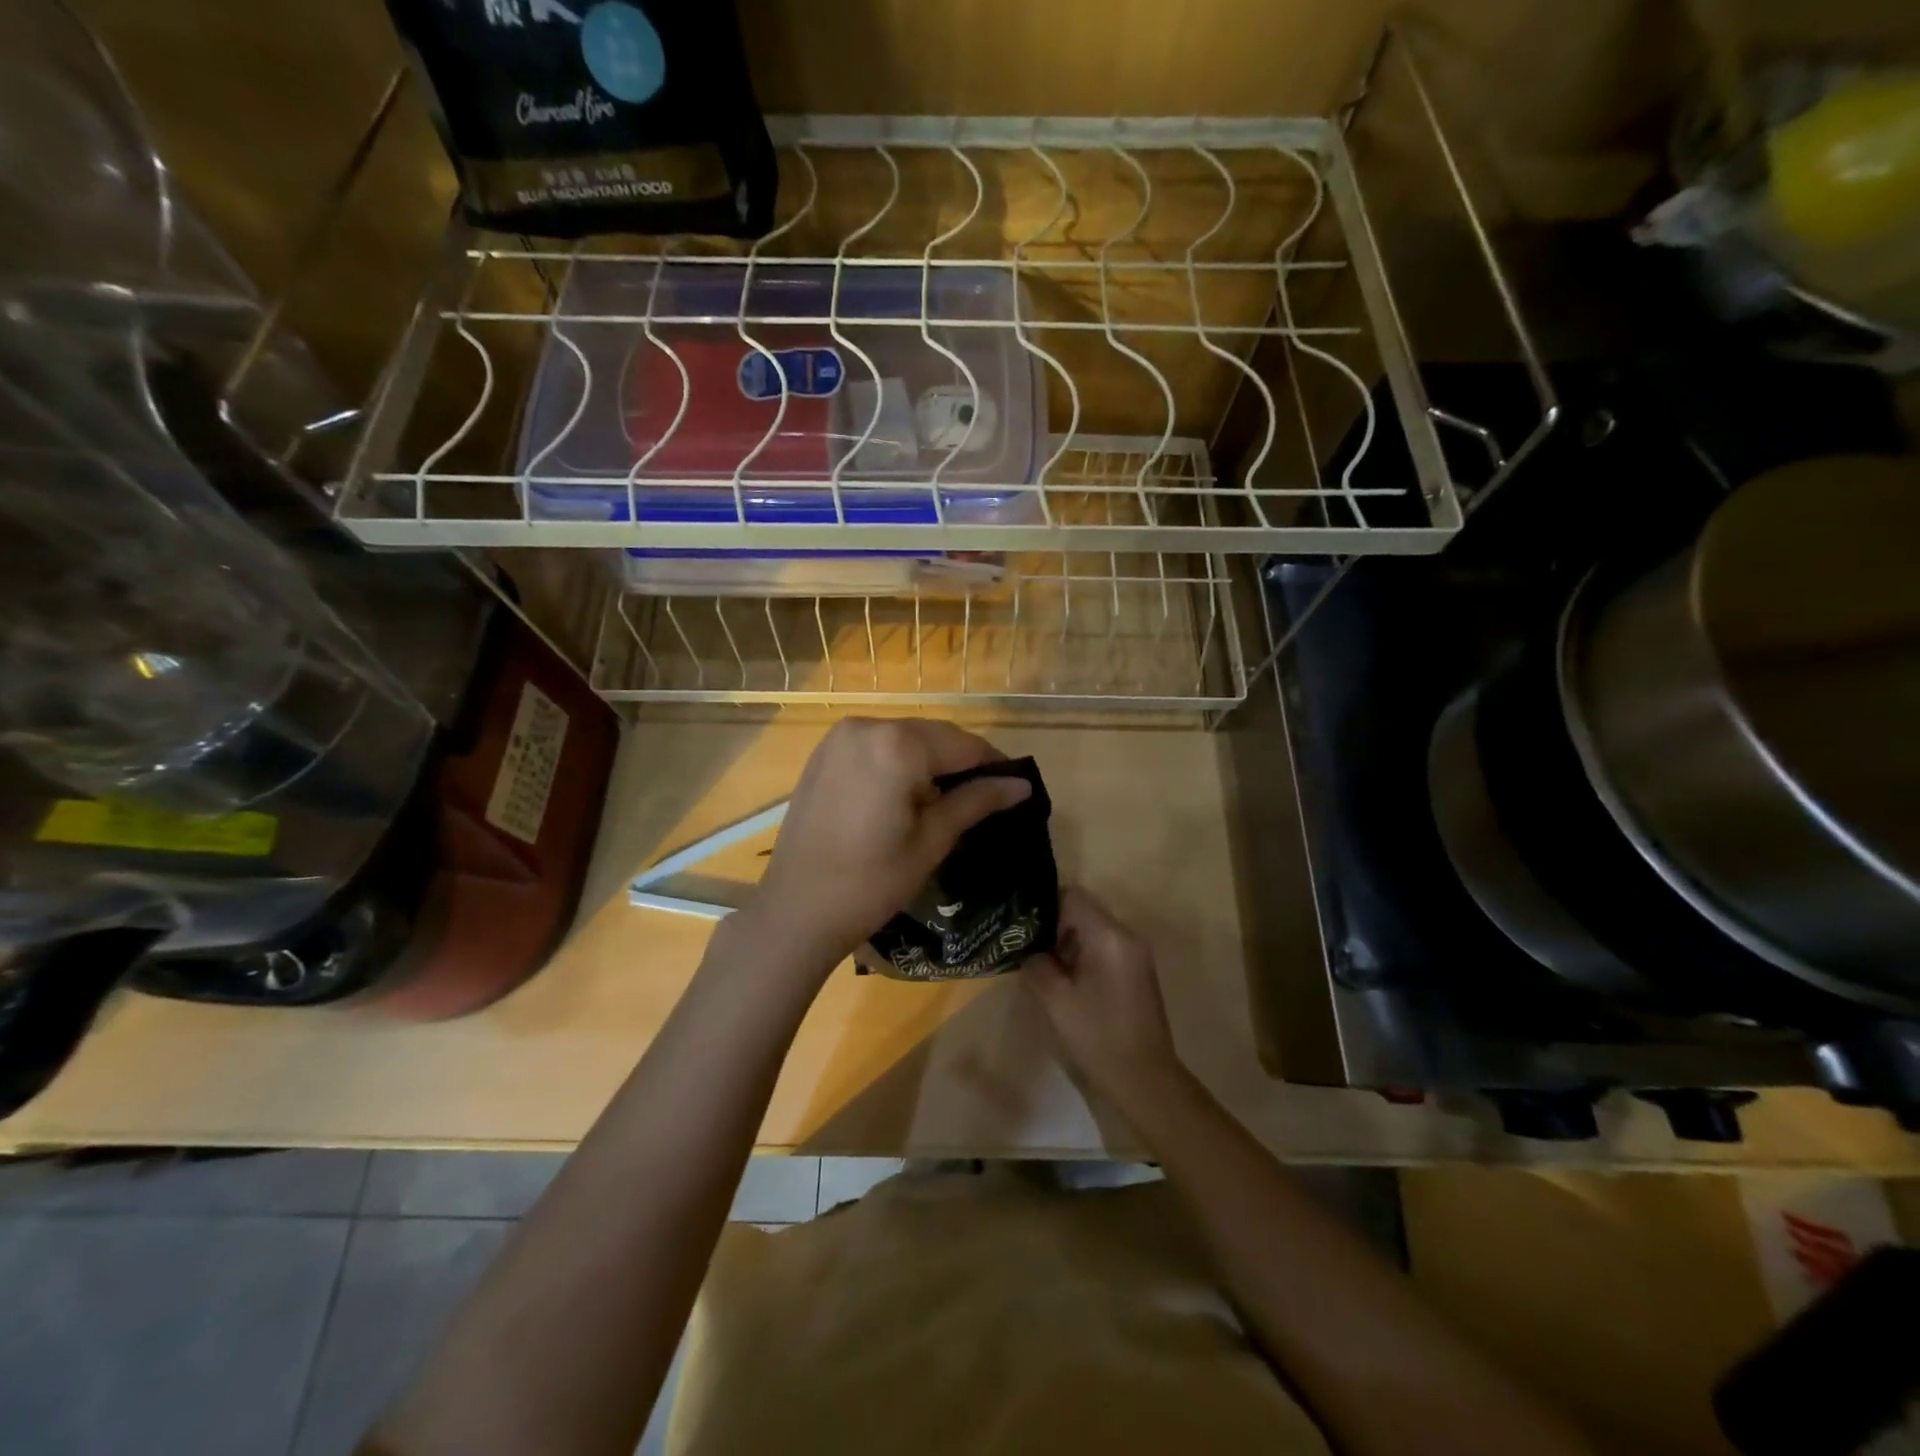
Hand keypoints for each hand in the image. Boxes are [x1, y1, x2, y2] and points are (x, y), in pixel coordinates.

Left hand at [748, 718, 1031, 974]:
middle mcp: (867, 726)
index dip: (994, 764)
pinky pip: (876, 745)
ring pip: (904, 738)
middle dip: (961, 761)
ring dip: (931, 761)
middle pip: (933, 735)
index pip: (963, 744)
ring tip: (948, 800)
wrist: (796, 910)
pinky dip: (899, 761)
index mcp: (897, 745)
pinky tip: (907, 794)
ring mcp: (840, 737)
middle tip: (986, 797)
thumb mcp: (932, 841)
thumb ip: (976, 802)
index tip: (1016, 788)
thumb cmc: (871, 883)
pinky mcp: (824, 753)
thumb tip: (1022, 785)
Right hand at [1026, 888, 1183, 1112]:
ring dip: (1069, 944)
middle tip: (1033, 955)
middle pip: (1084, 910)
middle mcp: (1127, 936)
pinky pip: (1105, 947)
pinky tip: (1071, 985)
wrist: (1144, 1078)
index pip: (1073, 896)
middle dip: (1056, 928)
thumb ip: (1038, 966)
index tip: (1029, 934)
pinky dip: (1085, 956)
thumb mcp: (1056, 1001)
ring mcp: (1136, 954)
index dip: (1046, 909)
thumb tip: (1032, 954)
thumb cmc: (1098, 1036)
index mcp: (1109, 937)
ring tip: (1049, 972)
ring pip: (1094, 929)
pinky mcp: (1137, 971)